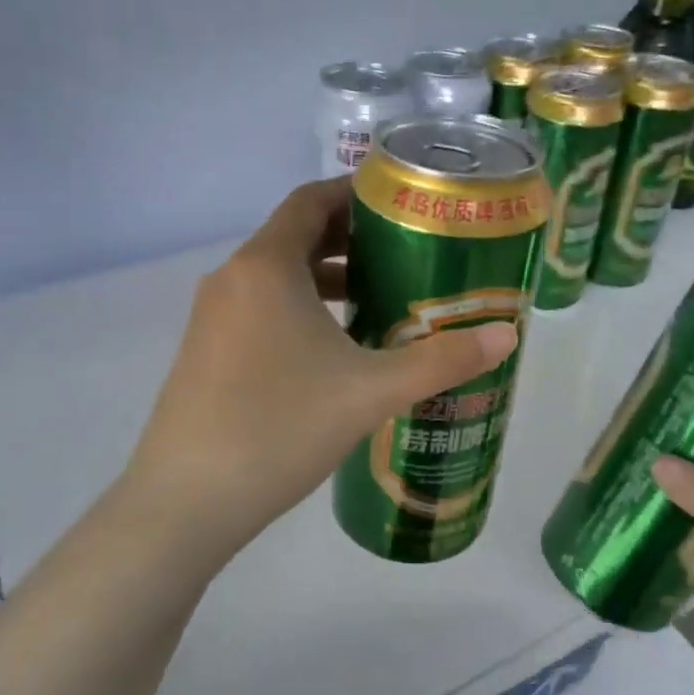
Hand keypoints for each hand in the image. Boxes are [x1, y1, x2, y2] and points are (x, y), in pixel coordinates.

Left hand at [117, 178, 517, 552]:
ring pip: (276, 277)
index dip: (354, 192)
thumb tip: (507, 335)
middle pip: (294, 235)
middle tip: (404, 250)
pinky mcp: (204, 353)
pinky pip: (258, 309)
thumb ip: (441, 360)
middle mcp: (232, 279)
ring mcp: (211, 318)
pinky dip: (298, 308)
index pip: (310, 200)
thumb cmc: (280, 427)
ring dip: (324, 278)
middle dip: (349, 238)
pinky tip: (332, 349)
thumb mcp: (371, 391)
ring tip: (377, 297)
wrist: (186, 502)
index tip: (400, 201)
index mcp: (265, 266)